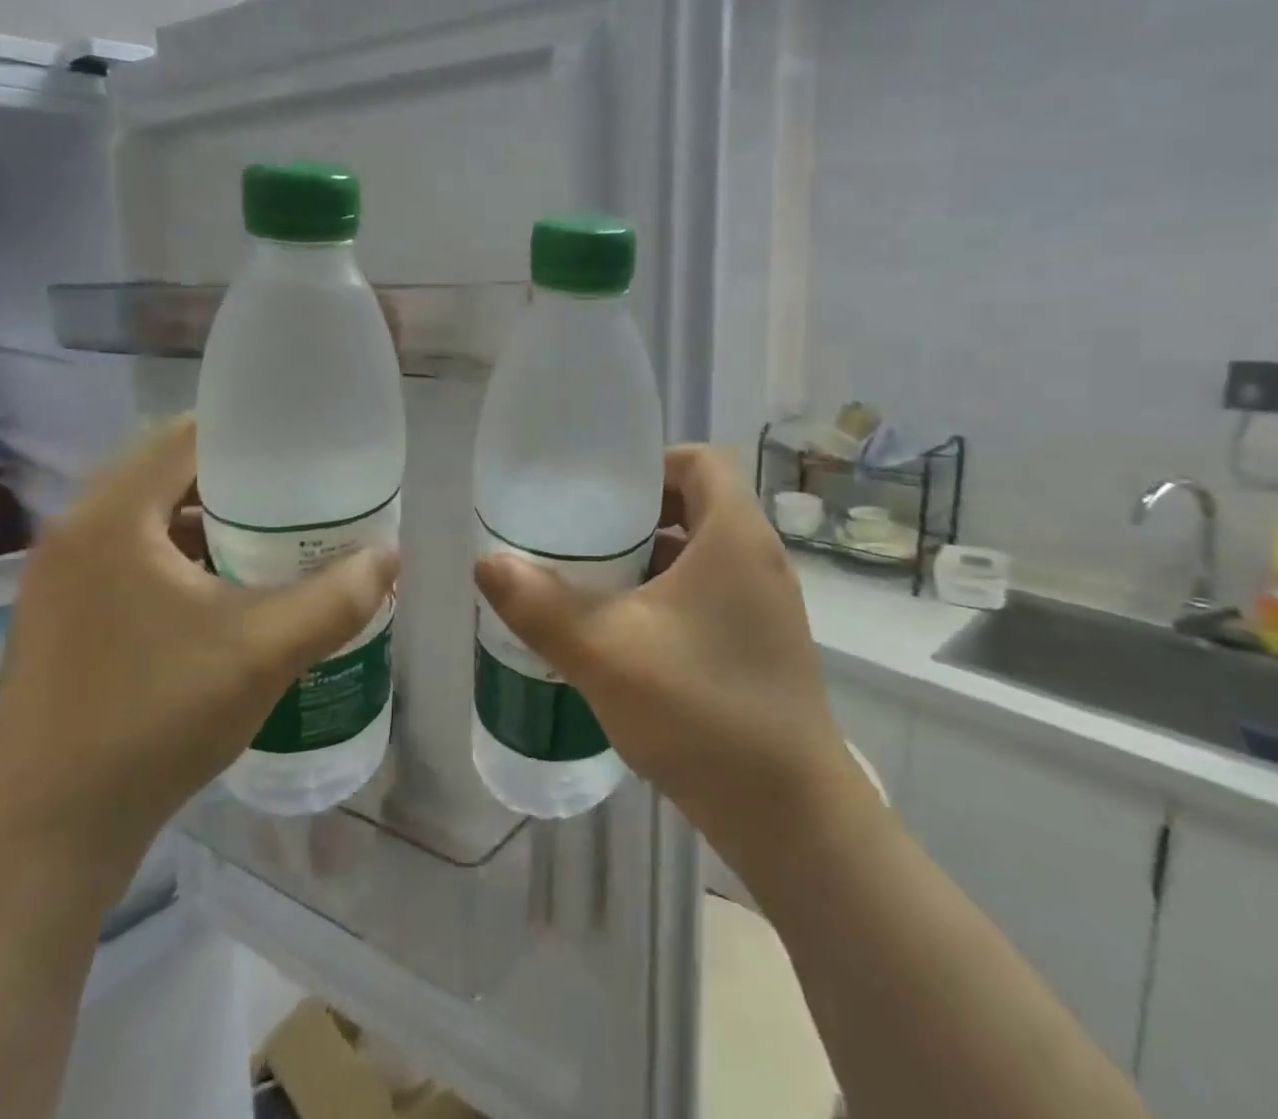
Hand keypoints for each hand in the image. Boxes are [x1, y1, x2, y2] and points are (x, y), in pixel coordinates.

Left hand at [0, 417, 399, 887]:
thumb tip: (389, 559)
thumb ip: (339, 598)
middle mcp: (75, 533)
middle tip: (302, 497)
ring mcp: (62, 579)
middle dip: (241, 480)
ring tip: (276, 539)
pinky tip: (229, 593)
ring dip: (212, 520)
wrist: (49, 836)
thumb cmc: (156, 719)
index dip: (252, 434)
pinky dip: (185, 557)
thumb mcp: (266, 651)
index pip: (188, 436)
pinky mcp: (64, 617)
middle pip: (170, 474)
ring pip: (151, 519)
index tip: (306, 452)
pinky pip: (134, 558)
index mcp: (111, 519)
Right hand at [474, 446, 871, 879]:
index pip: (700, 461)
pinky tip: (626, 635)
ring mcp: (767, 606)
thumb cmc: (702, 710)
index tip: (600, 493)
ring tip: (594, 583)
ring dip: (650, 560)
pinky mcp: (763, 646)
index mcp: (735, 536)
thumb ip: (540, 605)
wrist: (790, 816)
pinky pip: (711, 595)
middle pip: (697, 505)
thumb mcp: (606, 652)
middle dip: (638, 515)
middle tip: (584, 537)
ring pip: (702, 555)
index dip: (649, 464)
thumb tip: (487, 563)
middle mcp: (760, 559)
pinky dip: (669, 598)